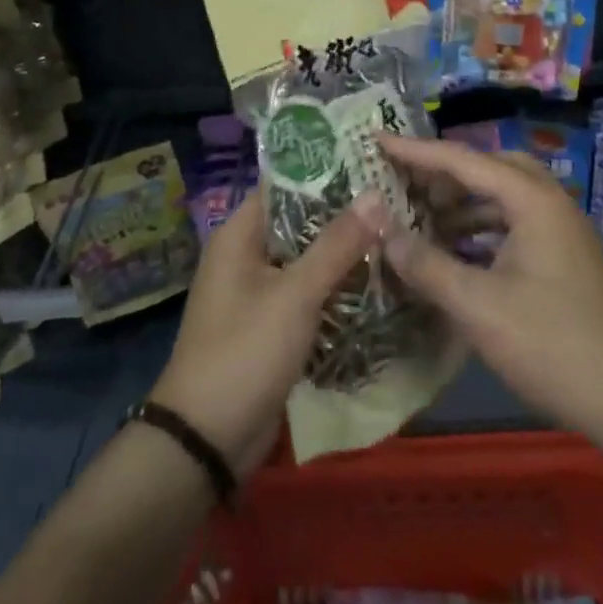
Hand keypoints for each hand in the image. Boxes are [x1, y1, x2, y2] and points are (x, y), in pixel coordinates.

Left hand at [150, 192, 380, 476]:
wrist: (206, 443)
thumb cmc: (244, 352)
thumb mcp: (294, 295)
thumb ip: (336, 245)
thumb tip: (376, 194)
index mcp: (239, 234)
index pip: (285, 184)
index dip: (326, 171)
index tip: (371, 161)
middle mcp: (247, 254)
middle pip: (301, 221)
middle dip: (343, 214)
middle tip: (395, 198)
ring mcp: (259, 291)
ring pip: (308, 259)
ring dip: (344, 253)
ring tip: (396, 232)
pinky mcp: (272, 324)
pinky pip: (308, 293)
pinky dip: (335, 287)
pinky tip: (377, 281)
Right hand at [370, 135, 602, 449]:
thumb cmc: (552, 344)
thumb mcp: (478, 306)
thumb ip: (426, 264)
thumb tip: (382, 231)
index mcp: (531, 199)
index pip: (462, 160)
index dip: (415, 150)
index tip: (377, 140)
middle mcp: (549, 201)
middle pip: (488, 168)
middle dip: (445, 173)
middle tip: (406, 185)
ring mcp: (561, 229)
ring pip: (503, 196)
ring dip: (464, 203)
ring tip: (424, 221)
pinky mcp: (565, 256)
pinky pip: (515, 222)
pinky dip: (483, 228)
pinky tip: (458, 254)